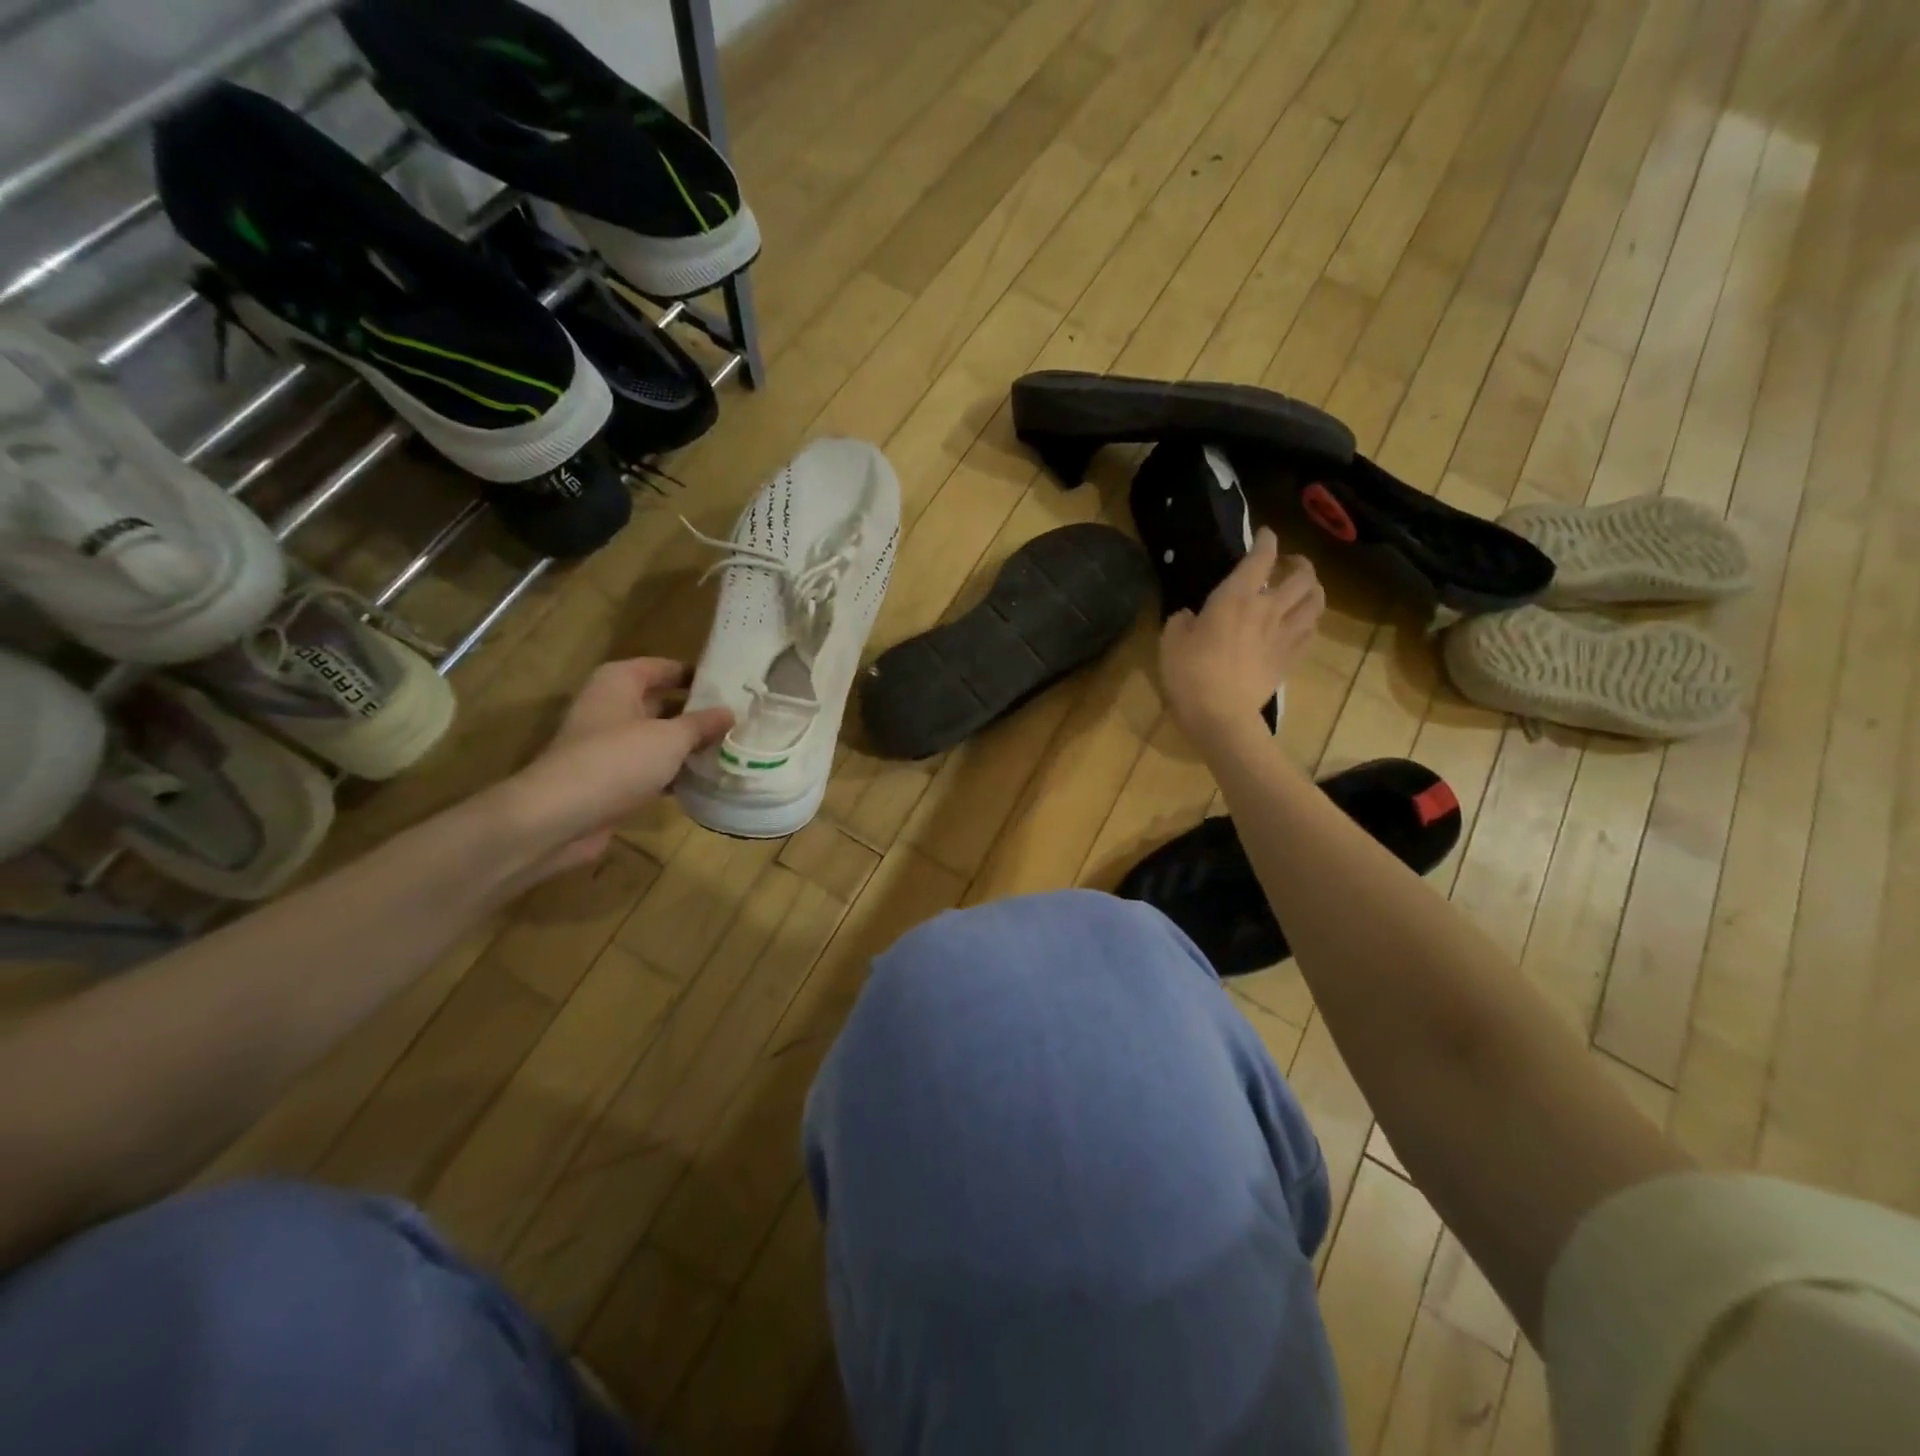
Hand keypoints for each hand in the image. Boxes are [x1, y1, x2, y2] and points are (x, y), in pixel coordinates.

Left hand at [496, 658, 732, 880]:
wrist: (558, 817)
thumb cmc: (617, 761)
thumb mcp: (670, 738)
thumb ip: (702, 724)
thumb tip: (730, 713)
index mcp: (619, 682)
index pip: (664, 667)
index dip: (697, 675)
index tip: (733, 685)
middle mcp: (610, 707)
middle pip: (661, 702)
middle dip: (697, 712)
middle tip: (739, 719)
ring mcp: (607, 745)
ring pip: (656, 738)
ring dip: (687, 745)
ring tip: (731, 749)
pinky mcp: (609, 779)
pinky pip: (649, 768)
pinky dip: (672, 773)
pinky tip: (704, 781)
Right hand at [1161, 528, 1322, 747]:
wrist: (1220, 715)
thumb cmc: (1190, 673)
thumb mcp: (1171, 640)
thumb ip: (1183, 620)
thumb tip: (1191, 616)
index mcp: (1236, 597)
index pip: (1260, 557)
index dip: (1266, 540)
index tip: (1266, 534)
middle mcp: (1268, 608)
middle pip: (1302, 575)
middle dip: (1299, 563)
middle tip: (1288, 564)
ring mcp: (1284, 634)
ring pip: (1316, 601)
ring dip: (1313, 589)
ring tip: (1304, 590)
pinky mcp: (1291, 659)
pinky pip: (1311, 632)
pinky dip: (1310, 621)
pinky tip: (1302, 623)